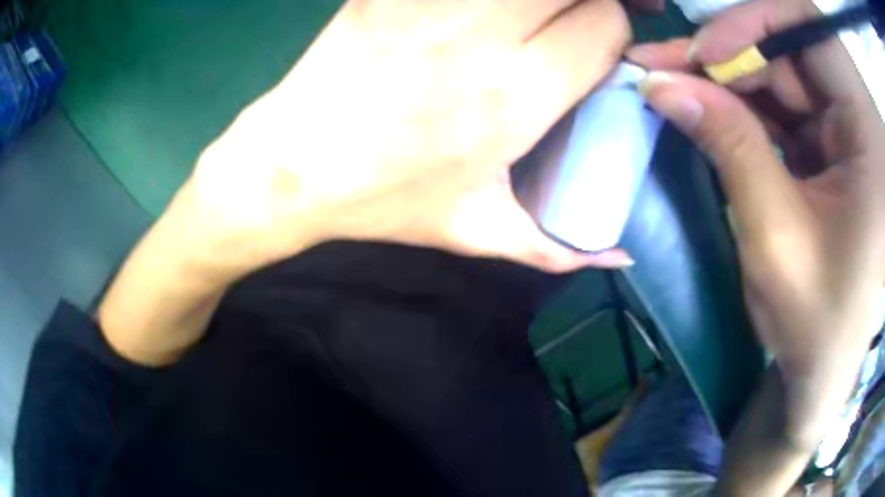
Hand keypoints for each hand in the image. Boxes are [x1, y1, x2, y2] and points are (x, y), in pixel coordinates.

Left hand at [188, 0, 632, 278]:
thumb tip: (620, 256)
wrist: (292, 165)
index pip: (603, 25)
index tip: (599, 43)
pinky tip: (481, 10)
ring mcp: (428, 3)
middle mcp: (480, 35)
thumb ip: (558, 247)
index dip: (615, 27)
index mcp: (515, 96)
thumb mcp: (479, 233)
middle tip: (580, 11)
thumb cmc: (383, 202)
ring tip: (537, 9)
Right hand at [630, 0, 884, 436]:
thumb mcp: (775, 239)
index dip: (754, 21)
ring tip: (680, 90)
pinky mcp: (843, 148)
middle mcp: (867, 120)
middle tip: (667, 69)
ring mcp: (856, 132)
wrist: (826, 373)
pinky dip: (754, 108)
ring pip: (789, 74)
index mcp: (872, 136)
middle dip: (732, 54)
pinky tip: (718, 117)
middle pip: (795, 49)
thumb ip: (728, 146)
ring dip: (736, 81)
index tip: (702, 52)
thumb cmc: (816, 326)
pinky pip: (794, 105)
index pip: (812, 27)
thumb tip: (662, 85)